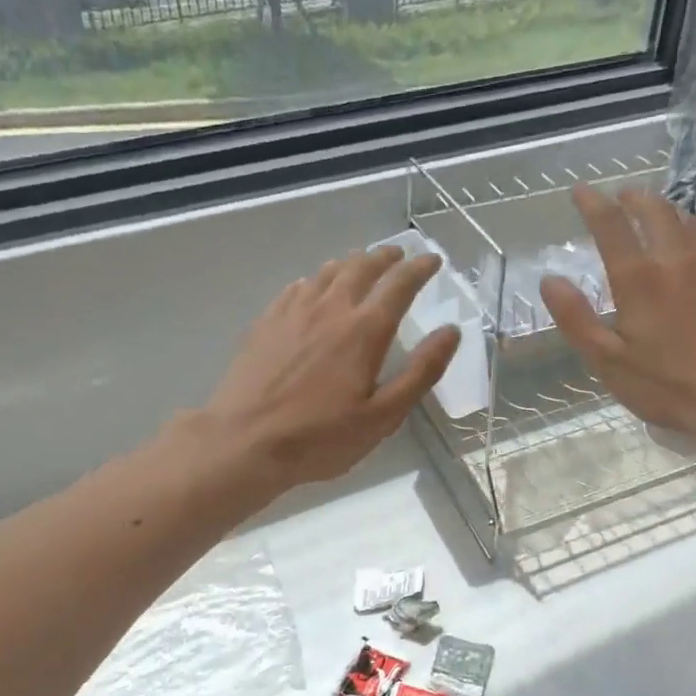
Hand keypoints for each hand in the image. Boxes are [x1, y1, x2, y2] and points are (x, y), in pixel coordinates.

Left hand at [203, 245, 458, 491]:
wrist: (244, 440)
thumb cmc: (321, 436)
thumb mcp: (383, 416)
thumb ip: (421, 372)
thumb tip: (451, 332)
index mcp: (365, 330)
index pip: (400, 284)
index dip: (420, 268)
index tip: (433, 260)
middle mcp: (331, 309)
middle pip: (362, 268)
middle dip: (386, 257)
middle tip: (399, 255)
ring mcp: (294, 312)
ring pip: (327, 272)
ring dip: (351, 263)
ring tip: (361, 263)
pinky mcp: (266, 322)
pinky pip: (296, 287)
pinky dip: (315, 280)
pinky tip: (312, 287)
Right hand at [540, 185, 695, 440]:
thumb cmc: (666, 385)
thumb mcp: (608, 361)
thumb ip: (576, 318)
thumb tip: (550, 280)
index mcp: (639, 278)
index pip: (611, 224)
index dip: (592, 203)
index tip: (580, 191)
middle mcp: (675, 259)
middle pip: (653, 209)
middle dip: (632, 197)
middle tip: (618, 197)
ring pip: (684, 218)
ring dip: (662, 207)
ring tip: (649, 210)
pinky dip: (689, 226)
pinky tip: (688, 237)